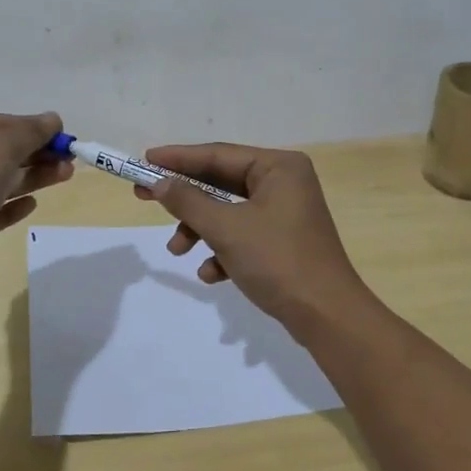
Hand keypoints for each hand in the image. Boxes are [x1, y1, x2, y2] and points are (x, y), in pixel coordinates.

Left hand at [0, 112, 71, 283]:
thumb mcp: (2, 146)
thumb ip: (30, 131)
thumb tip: (53, 119)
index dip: (31, 127)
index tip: (62, 136)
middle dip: (36, 154)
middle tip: (69, 159)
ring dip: (31, 178)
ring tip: (65, 176)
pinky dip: (10, 206)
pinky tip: (32, 205)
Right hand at [136, 142, 372, 330]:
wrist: (326, 316)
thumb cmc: (277, 260)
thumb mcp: (226, 229)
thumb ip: (189, 201)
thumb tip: (158, 182)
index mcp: (279, 167)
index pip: (218, 154)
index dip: (178, 158)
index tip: (144, 161)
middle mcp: (284, 183)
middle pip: (222, 183)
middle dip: (185, 199)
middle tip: (144, 197)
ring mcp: (285, 213)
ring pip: (229, 212)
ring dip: (201, 230)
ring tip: (177, 250)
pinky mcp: (283, 241)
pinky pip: (243, 235)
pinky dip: (223, 250)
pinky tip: (212, 275)